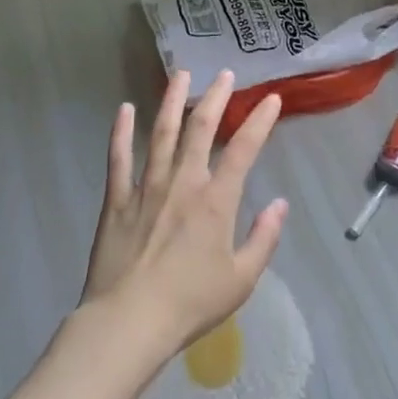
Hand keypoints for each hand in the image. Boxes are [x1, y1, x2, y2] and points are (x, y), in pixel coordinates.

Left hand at [79, 70, 288, 359]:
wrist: (128, 324)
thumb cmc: (190, 304)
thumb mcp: (241, 279)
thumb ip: (264, 238)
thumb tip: (280, 204)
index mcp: (216, 201)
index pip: (243, 150)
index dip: (259, 121)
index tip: (271, 99)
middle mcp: (183, 183)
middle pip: (201, 129)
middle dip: (215, 98)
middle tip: (224, 74)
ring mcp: (147, 187)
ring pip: (162, 133)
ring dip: (172, 101)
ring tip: (180, 75)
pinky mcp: (117, 200)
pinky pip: (119, 159)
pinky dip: (121, 132)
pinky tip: (124, 109)